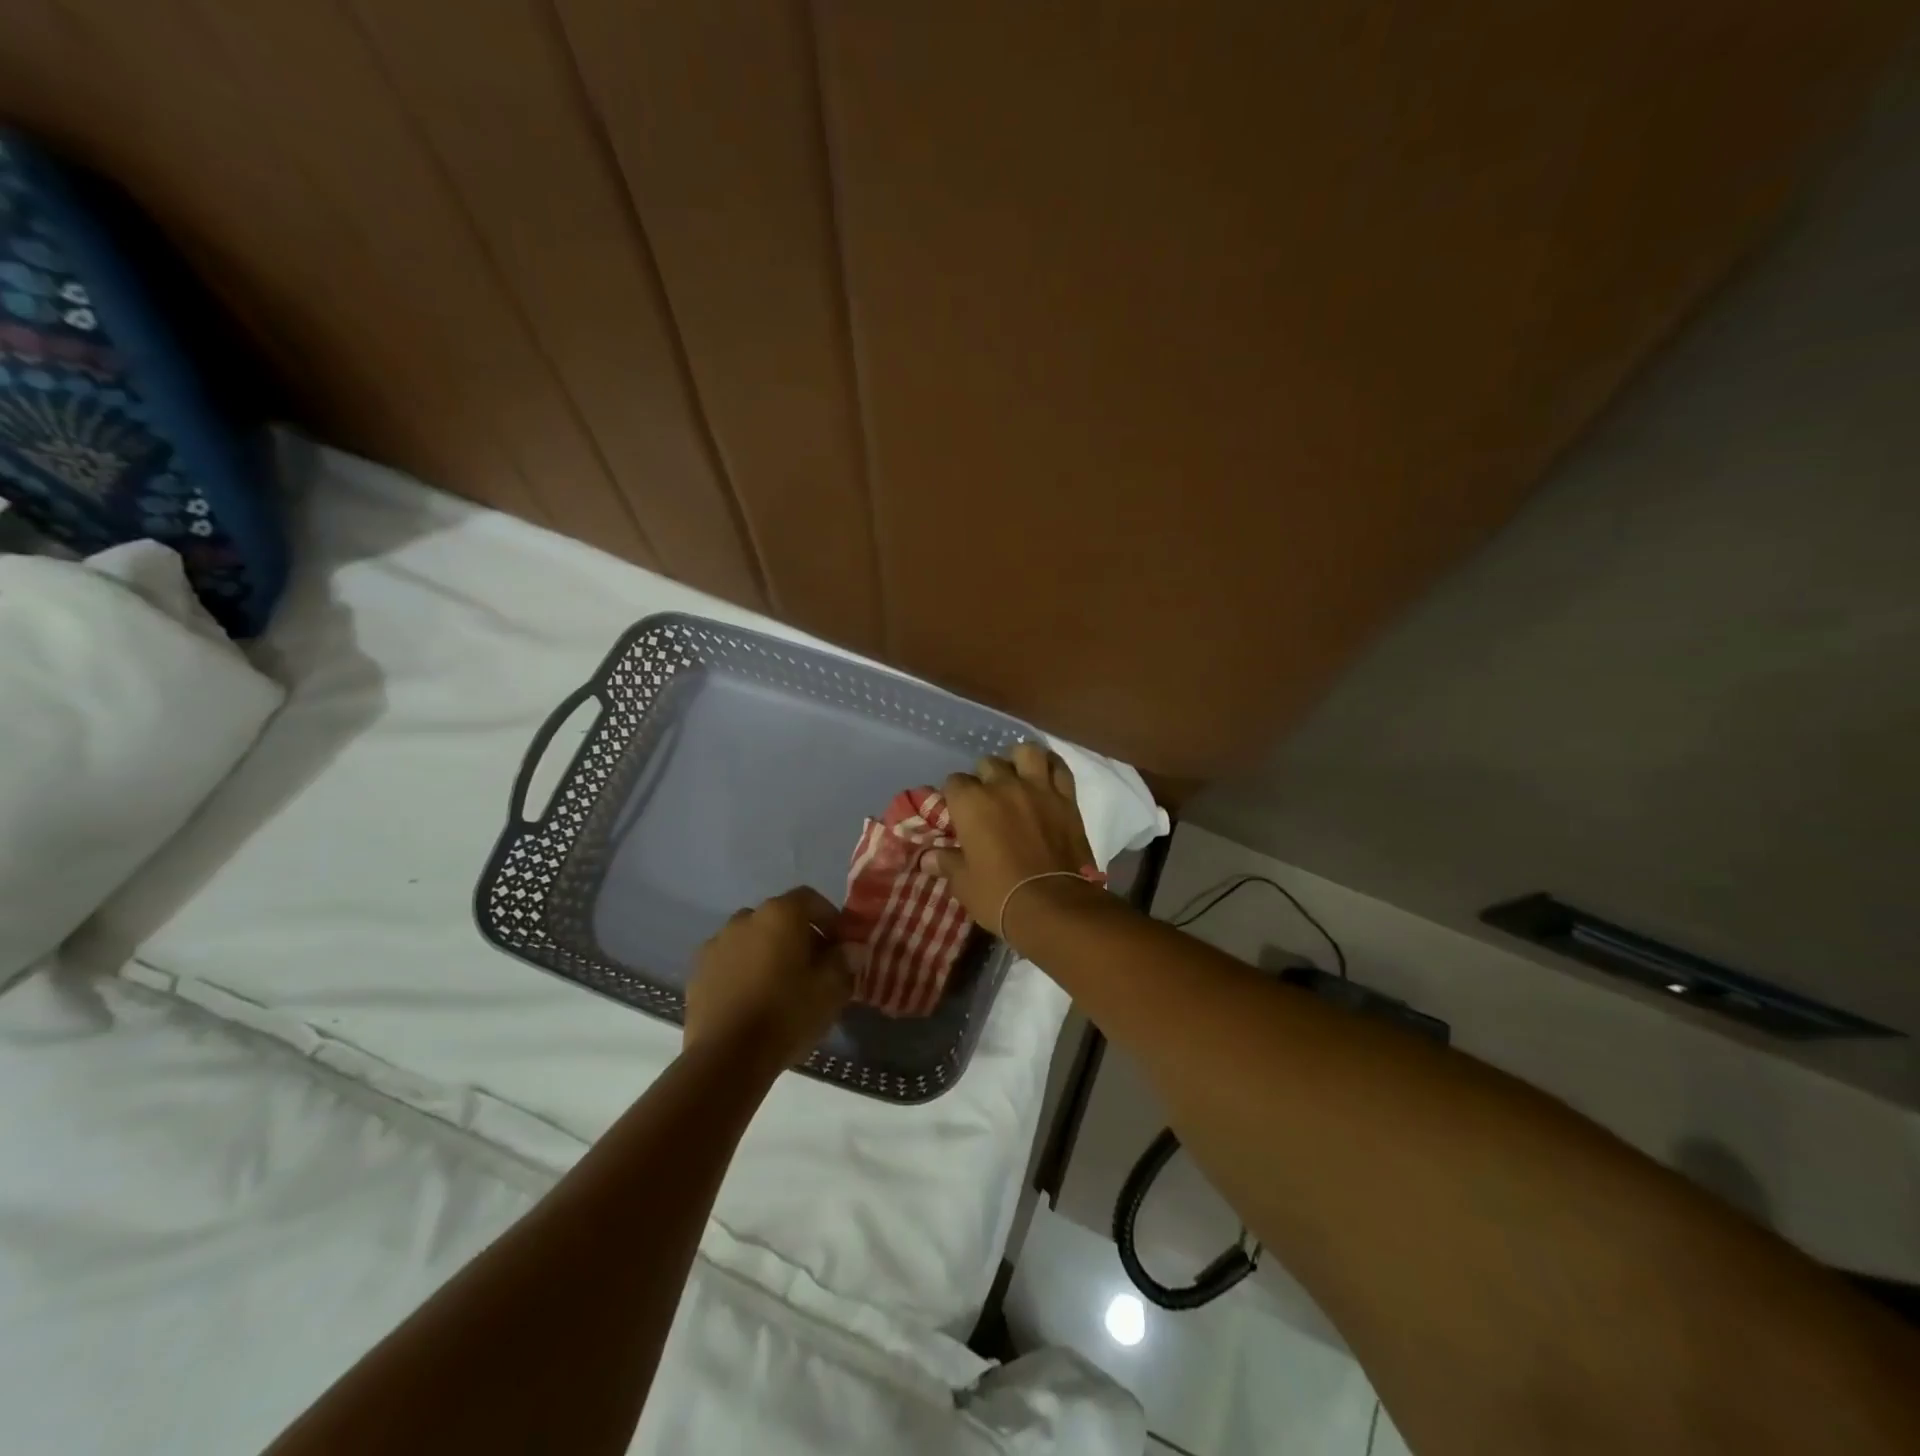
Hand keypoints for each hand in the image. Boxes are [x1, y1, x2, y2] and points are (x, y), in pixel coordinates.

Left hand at [685, 888, 853, 1073]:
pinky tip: (752, 999)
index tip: (840, 945)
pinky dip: (743, 970)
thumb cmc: (787, 1014)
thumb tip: (849, 948)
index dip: (829, 919)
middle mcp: (746, 918)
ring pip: (752, 938)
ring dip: (768, 951)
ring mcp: (717, 943)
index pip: (810, 899)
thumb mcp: (831, 989)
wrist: (726, 1057)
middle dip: (798, 936)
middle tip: (814, 967)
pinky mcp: (697, 971)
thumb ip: (844, 961)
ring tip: (780, 984)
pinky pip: (729, 960)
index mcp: (780, 914)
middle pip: (779, 917)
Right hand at [931, 742, 1097, 939]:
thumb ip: (946, 862)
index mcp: (971, 803)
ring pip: (1026, 752)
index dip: (954, 796)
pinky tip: (1045, 777)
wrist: (1054, 905)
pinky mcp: (1066, 798)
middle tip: (987, 800)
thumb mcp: (963, 883)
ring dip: (1019, 761)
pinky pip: (1059, 768)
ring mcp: (1038, 788)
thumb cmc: (999, 894)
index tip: (958, 813)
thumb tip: (926, 857)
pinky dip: (1051, 767)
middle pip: (988, 764)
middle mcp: (1003, 785)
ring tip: (1017, 777)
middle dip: (984, 778)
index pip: (954, 782)